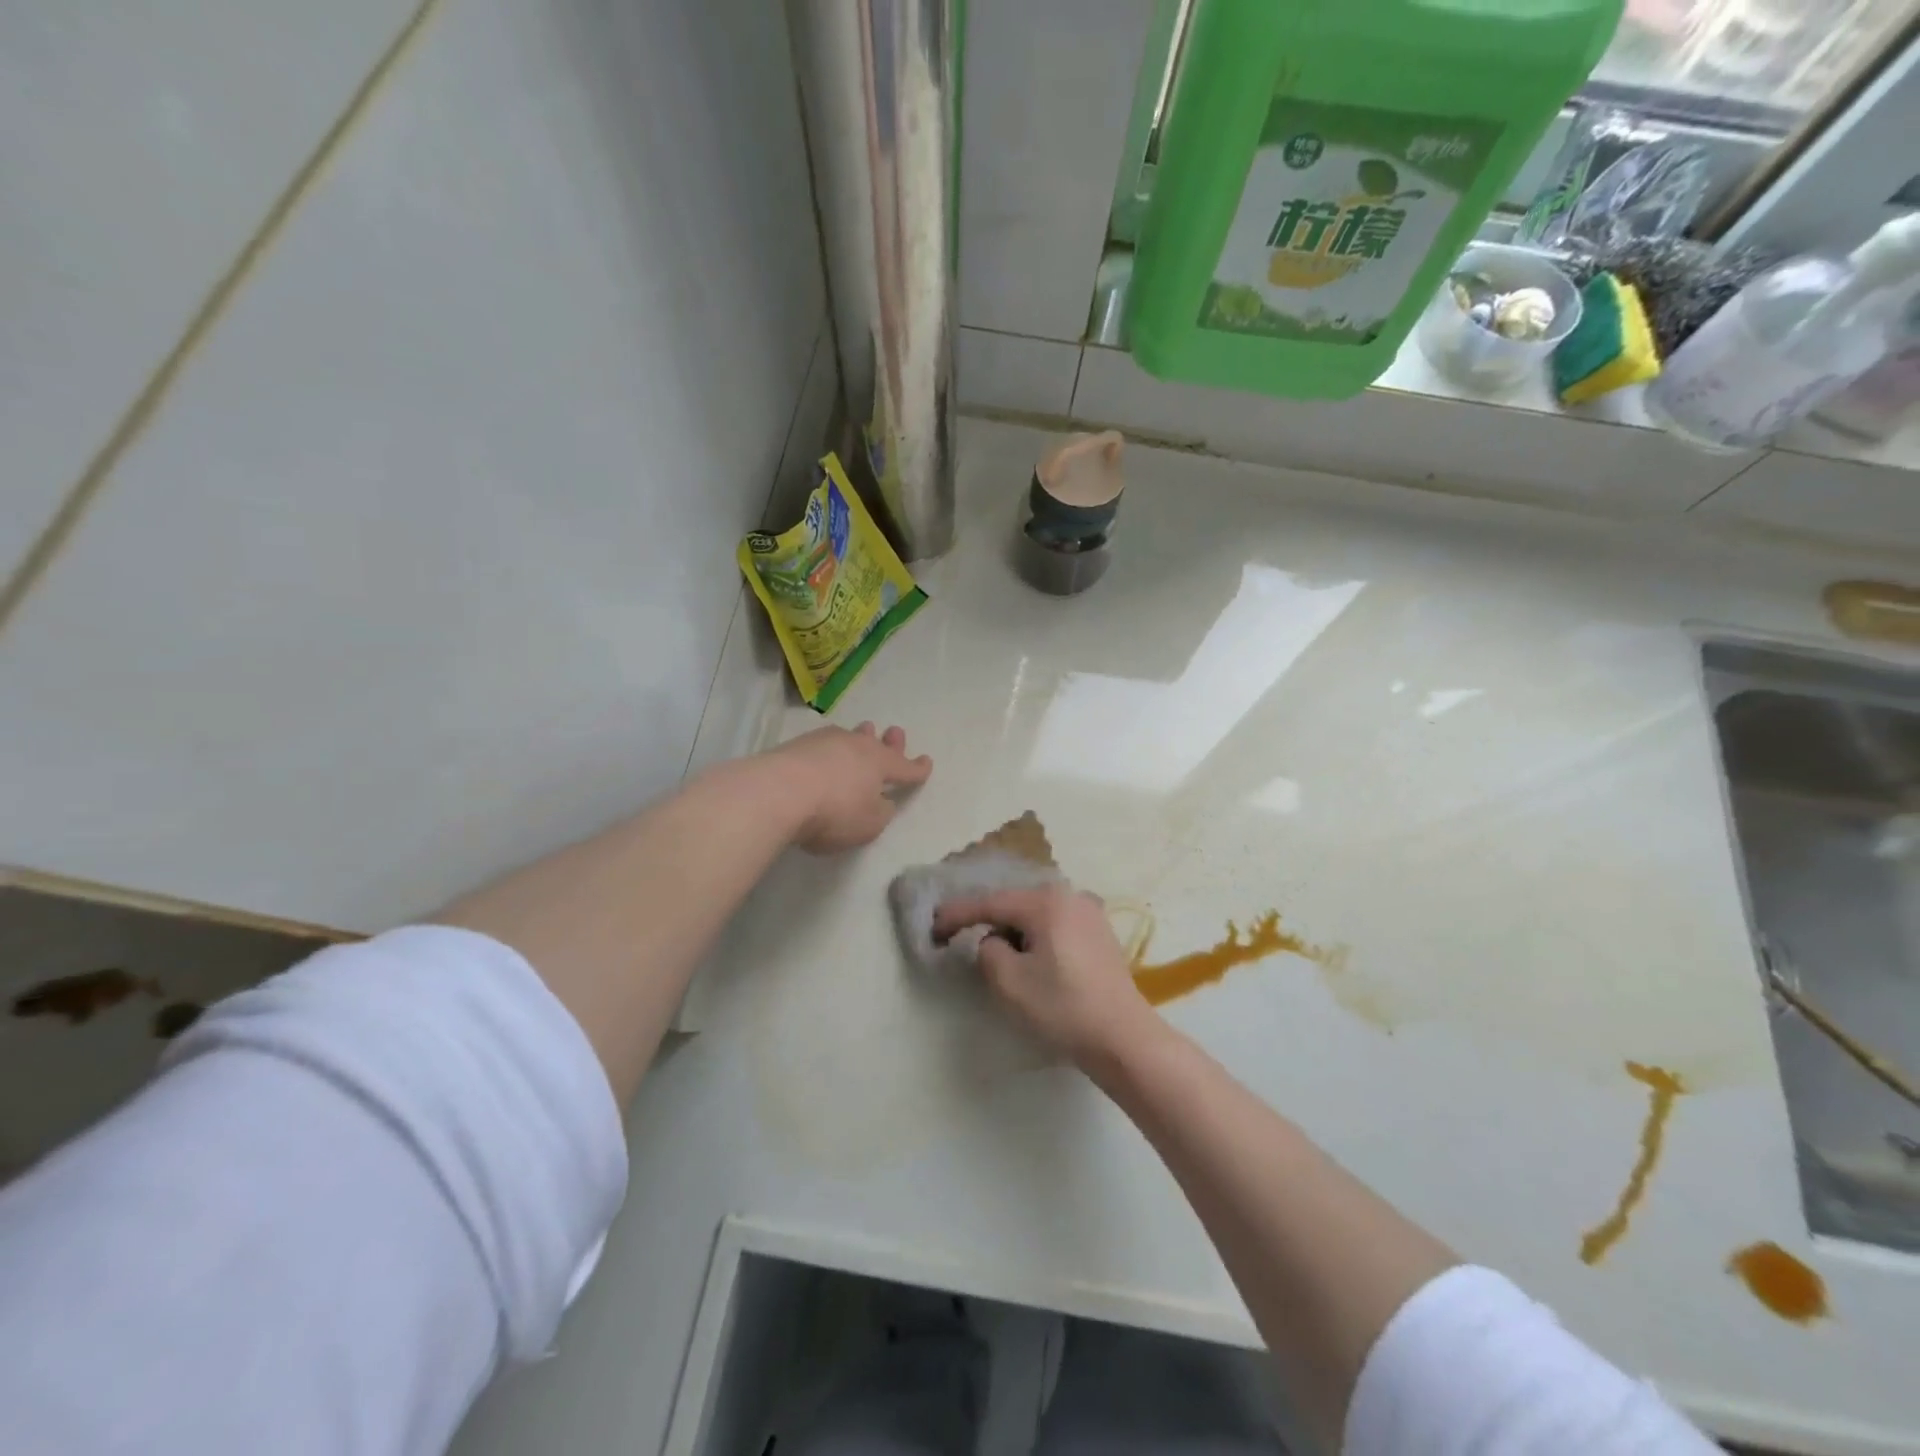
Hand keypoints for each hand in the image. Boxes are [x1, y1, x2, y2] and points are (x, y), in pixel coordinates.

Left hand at [767, 722, 932, 853]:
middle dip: (890, 742)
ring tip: (864, 731)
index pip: (905, 767)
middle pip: (877, 744)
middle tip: (896, 733)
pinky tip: (826, 752)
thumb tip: (879, 801)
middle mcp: (856, 746)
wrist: (778, 792)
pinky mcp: (796, 746)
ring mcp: (825, 742)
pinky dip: (831, 749)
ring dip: (859, 737)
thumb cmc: (834, 812)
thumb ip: (880, 812)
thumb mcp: (869, 824)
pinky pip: (823, 745)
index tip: (926, 763)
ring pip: (850, 737)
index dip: (917, 768)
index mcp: (880, 764)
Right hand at [931, 885, 1154, 1063]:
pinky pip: (1055, 924)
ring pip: (1036, 914)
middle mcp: (1069, 895)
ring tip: (994, 950)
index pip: (990, 902)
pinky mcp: (1100, 933)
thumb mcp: (1009, 981)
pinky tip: (1029, 955)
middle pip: (1014, 903)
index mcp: (1046, 901)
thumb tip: (996, 942)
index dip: (957, 914)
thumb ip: (988, 951)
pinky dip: (1036, 935)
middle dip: (986, 919)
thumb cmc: (1063, 1007)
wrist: (1123, 1038)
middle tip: (958, 935)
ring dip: (1013, 929)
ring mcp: (1089, 912)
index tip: (933, 927)